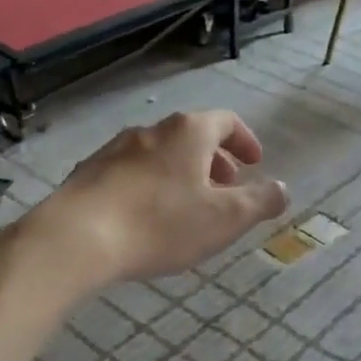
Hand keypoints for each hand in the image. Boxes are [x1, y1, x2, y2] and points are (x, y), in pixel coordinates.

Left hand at [30, 110, 288, 287]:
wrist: (77, 238)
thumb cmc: (161, 224)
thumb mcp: (225, 219)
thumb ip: (260, 201)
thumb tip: (283, 189)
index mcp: (188, 132)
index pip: (227, 121)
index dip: (245, 141)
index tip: (254, 164)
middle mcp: (151, 130)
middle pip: (192, 136)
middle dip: (216, 161)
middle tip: (227, 189)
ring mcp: (115, 148)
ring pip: (161, 154)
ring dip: (183, 174)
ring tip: (189, 207)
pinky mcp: (89, 172)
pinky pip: (133, 172)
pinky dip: (152, 185)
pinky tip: (148, 218)